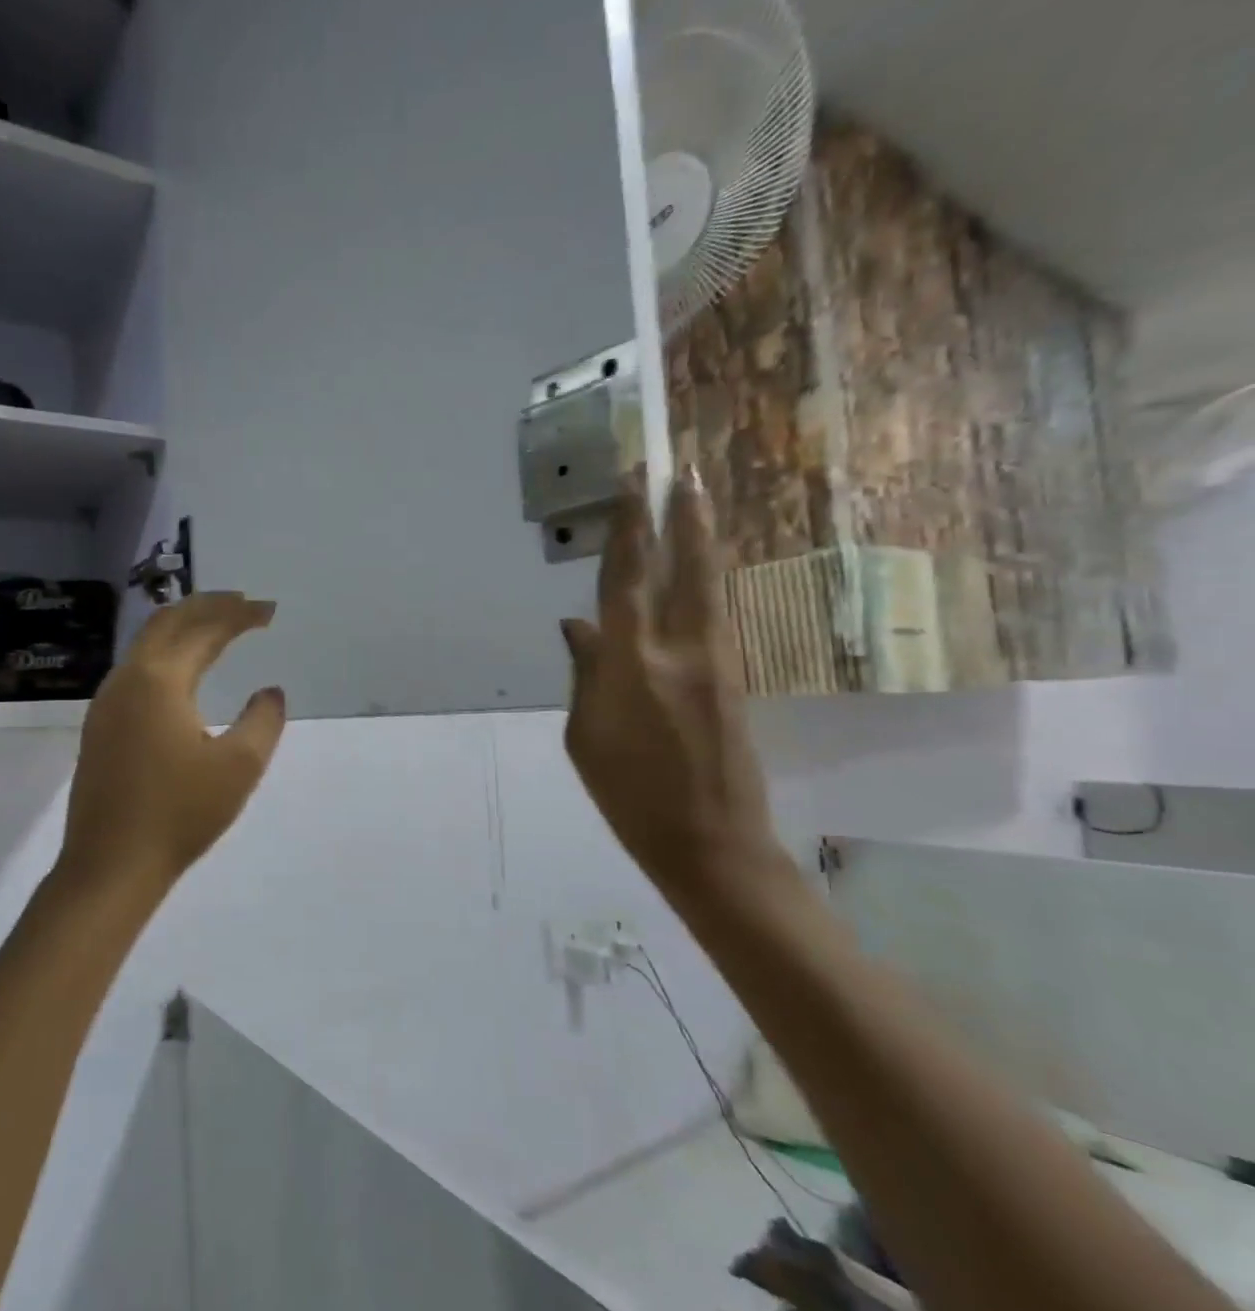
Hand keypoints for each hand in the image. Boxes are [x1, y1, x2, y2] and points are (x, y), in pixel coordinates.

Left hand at [55, 592, 286, 900]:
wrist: (110, 865)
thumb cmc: (179, 814)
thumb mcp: (239, 767)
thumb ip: (263, 721)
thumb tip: (270, 692)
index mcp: (159, 680)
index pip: (204, 630)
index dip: (239, 615)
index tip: (269, 611)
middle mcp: (127, 679)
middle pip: (167, 622)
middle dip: (207, 606)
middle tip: (243, 604)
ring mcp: (107, 702)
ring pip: (146, 644)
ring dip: (183, 628)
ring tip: (217, 629)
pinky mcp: (100, 726)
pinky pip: (136, 669)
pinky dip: (166, 654)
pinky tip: (182, 673)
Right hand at [560, 471, 780, 896]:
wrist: (710, 842)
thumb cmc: (629, 795)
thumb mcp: (583, 737)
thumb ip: (583, 673)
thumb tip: (575, 625)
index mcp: (632, 664)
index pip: (627, 579)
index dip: (628, 527)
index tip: (632, 481)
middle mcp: (680, 648)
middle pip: (683, 566)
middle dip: (680, 513)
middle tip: (680, 468)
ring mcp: (717, 659)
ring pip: (708, 583)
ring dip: (701, 537)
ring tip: (696, 498)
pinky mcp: (735, 675)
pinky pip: (714, 612)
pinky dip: (704, 578)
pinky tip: (697, 566)